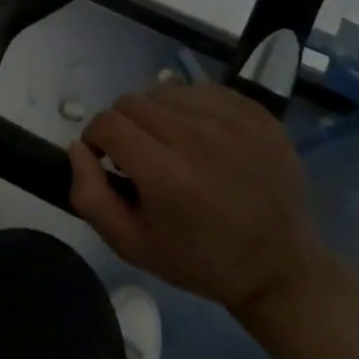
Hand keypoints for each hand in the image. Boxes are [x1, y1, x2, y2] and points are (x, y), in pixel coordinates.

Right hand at [68, 83, 332, 323]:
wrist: (281, 269)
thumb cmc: (201, 260)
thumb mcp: (133, 245)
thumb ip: (90, 196)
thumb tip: (77, 148)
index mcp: (166, 173)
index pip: (107, 123)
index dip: (96, 139)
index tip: (107, 160)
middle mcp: (197, 136)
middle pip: (132, 101)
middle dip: (124, 126)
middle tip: (140, 156)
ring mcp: (231, 120)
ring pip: (164, 91)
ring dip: (156, 115)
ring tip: (171, 145)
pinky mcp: (255, 112)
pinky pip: (201, 90)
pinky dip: (190, 108)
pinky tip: (201, 137)